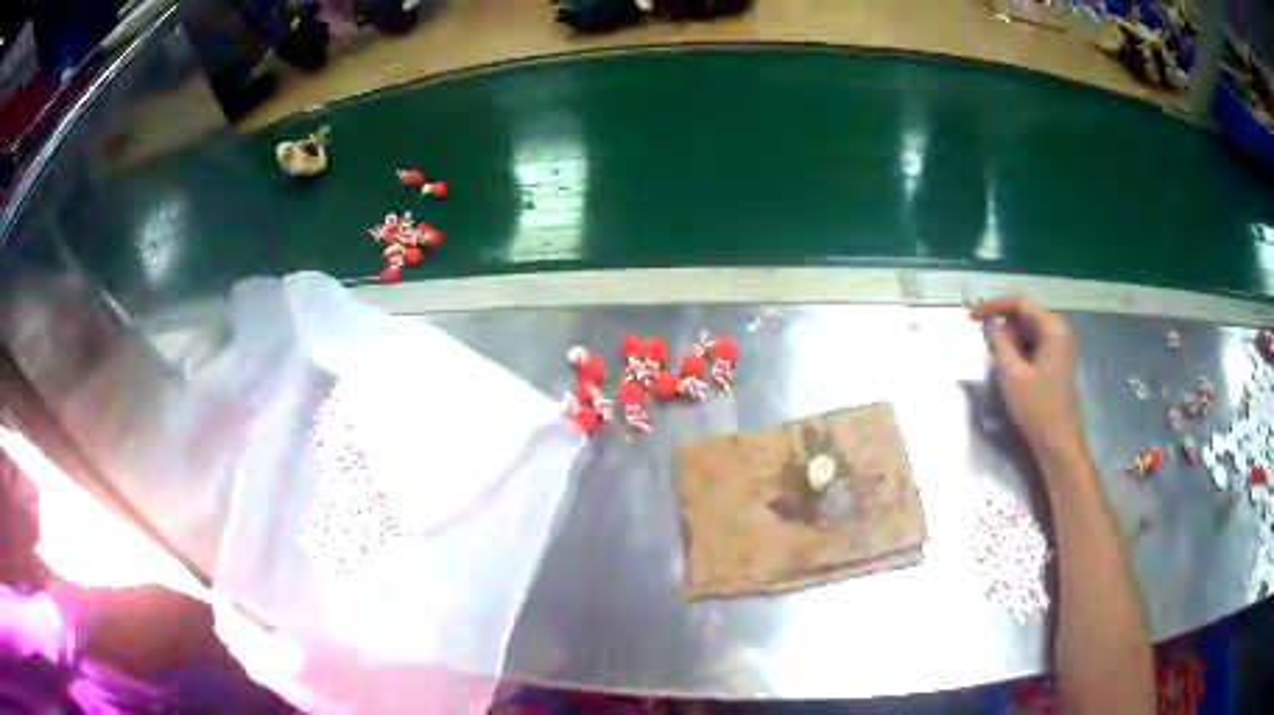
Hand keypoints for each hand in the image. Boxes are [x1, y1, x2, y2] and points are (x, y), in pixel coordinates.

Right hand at [972, 296, 1085, 463]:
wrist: (1059, 443)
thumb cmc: (1037, 408)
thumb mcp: (1011, 374)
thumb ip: (998, 343)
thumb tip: (989, 324)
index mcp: (1052, 328)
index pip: (1019, 304)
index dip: (994, 306)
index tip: (972, 315)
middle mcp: (1058, 331)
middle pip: (1023, 318)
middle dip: (1004, 332)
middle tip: (992, 355)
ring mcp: (1059, 347)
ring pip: (1027, 334)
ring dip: (1011, 346)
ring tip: (1004, 370)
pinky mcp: (1056, 362)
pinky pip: (1033, 348)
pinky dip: (1019, 355)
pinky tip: (1014, 375)